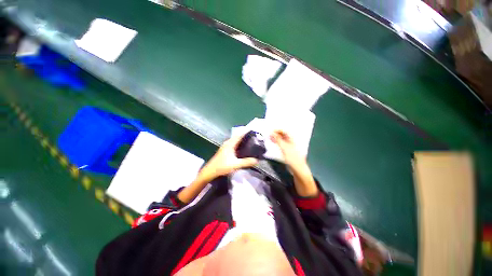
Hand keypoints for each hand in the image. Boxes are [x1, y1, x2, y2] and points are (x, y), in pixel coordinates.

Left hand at [201, 134, 258, 179]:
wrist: (210, 171)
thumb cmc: (222, 166)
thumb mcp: (235, 165)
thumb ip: (246, 162)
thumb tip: (256, 160)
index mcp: (230, 144)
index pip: (239, 135)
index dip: (246, 131)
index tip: (253, 130)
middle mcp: (228, 143)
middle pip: (238, 137)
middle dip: (245, 135)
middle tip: (254, 137)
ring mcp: (226, 146)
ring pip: (235, 140)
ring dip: (242, 140)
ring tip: (251, 141)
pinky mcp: (225, 150)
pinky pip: (234, 144)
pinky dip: (239, 144)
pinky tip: (243, 149)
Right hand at [270, 130, 304, 166]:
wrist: (297, 168)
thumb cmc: (293, 158)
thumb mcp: (284, 147)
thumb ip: (278, 140)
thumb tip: (272, 133)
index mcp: (292, 139)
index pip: (284, 131)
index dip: (277, 130)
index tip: (270, 131)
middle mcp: (290, 141)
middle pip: (282, 135)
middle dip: (275, 134)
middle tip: (269, 134)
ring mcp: (288, 146)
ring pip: (281, 139)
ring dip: (275, 138)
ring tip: (269, 137)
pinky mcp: (286, 150)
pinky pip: (280, 144)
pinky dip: (276, 142)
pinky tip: (273, 143)